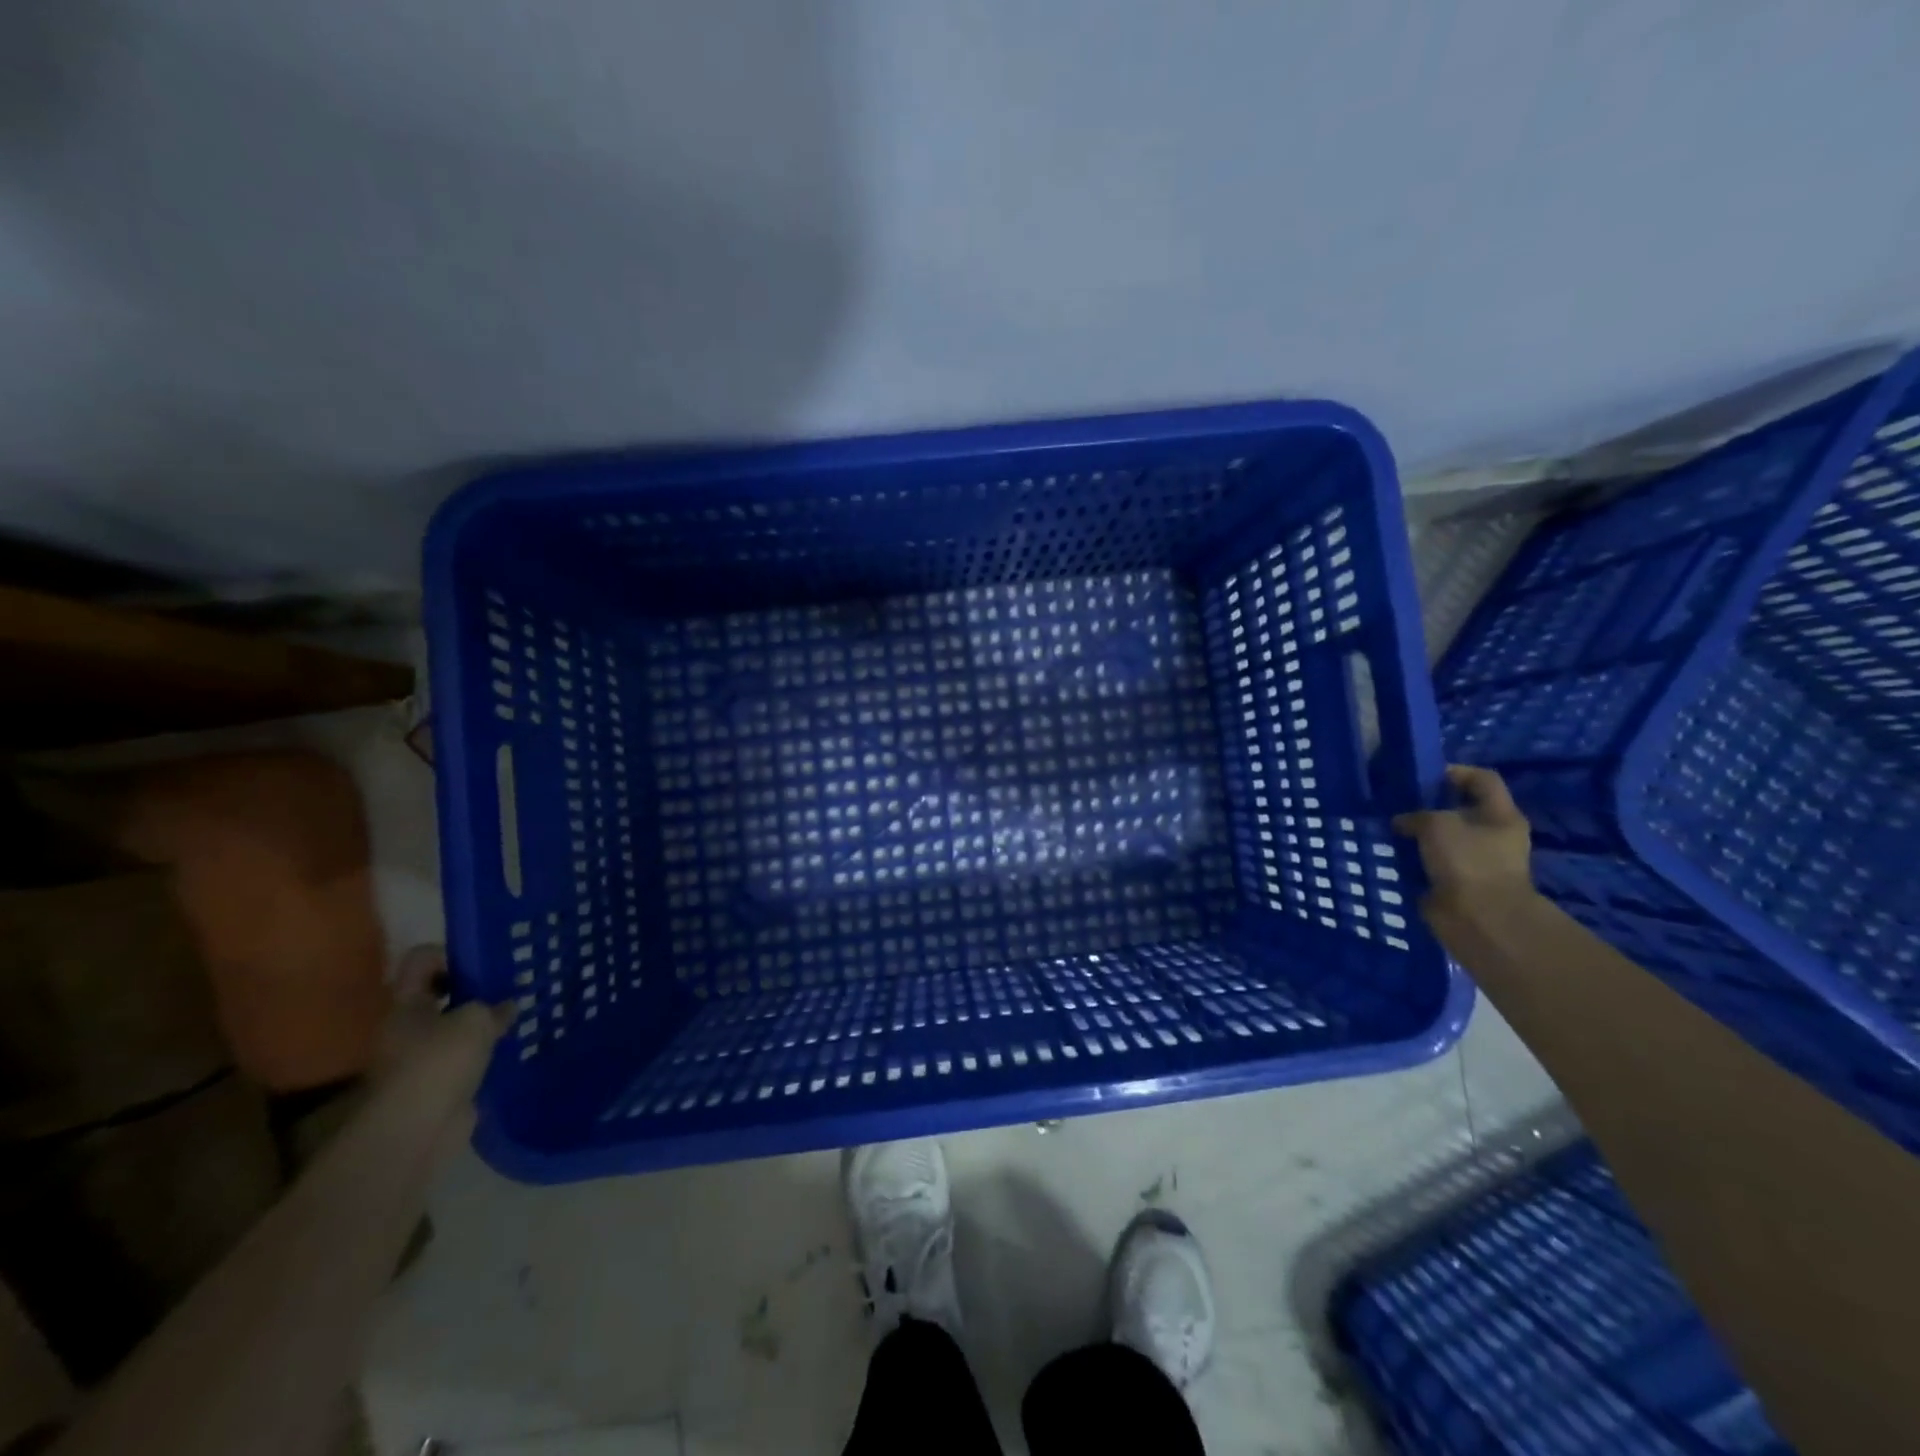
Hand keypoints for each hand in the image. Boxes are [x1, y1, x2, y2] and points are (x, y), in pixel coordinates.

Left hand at [374, 945, 512, 1136]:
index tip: (483, 963)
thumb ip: (493, 1006)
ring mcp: (419, 1058)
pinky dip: (483, 1053)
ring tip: (517, 1017)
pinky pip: (463, 1058)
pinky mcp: (437, 1084)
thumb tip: (506, 1007)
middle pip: (439, 994)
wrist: (417, 1130)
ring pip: (454, 1028)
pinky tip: (510, 1049)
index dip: (451, 954)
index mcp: (406, 1004)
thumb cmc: (439, 1062)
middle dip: (474, 990)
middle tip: (509, 988)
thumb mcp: (475, 1019)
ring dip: (481, 1024)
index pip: (421, 960)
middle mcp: (407, 1027)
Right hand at [1391, 765, 1536, 926]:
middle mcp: (1492, 835)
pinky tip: (1391, 853)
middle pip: (1459, 809)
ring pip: (1442, 837)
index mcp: (1501, 815)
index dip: (1454, 772)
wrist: (1478, 919)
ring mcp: (1476, 861)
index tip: (1421, 777)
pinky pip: (1431, 862)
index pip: (1482, 779)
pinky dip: (1413, 858)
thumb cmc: (1467, 862)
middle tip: (1397, 803)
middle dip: (1428, 806)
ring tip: (1387, 829)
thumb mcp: (1436, 824)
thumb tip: (1401, 822)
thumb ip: (1416, 815)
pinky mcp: (1457, 882)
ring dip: (1416, 834)